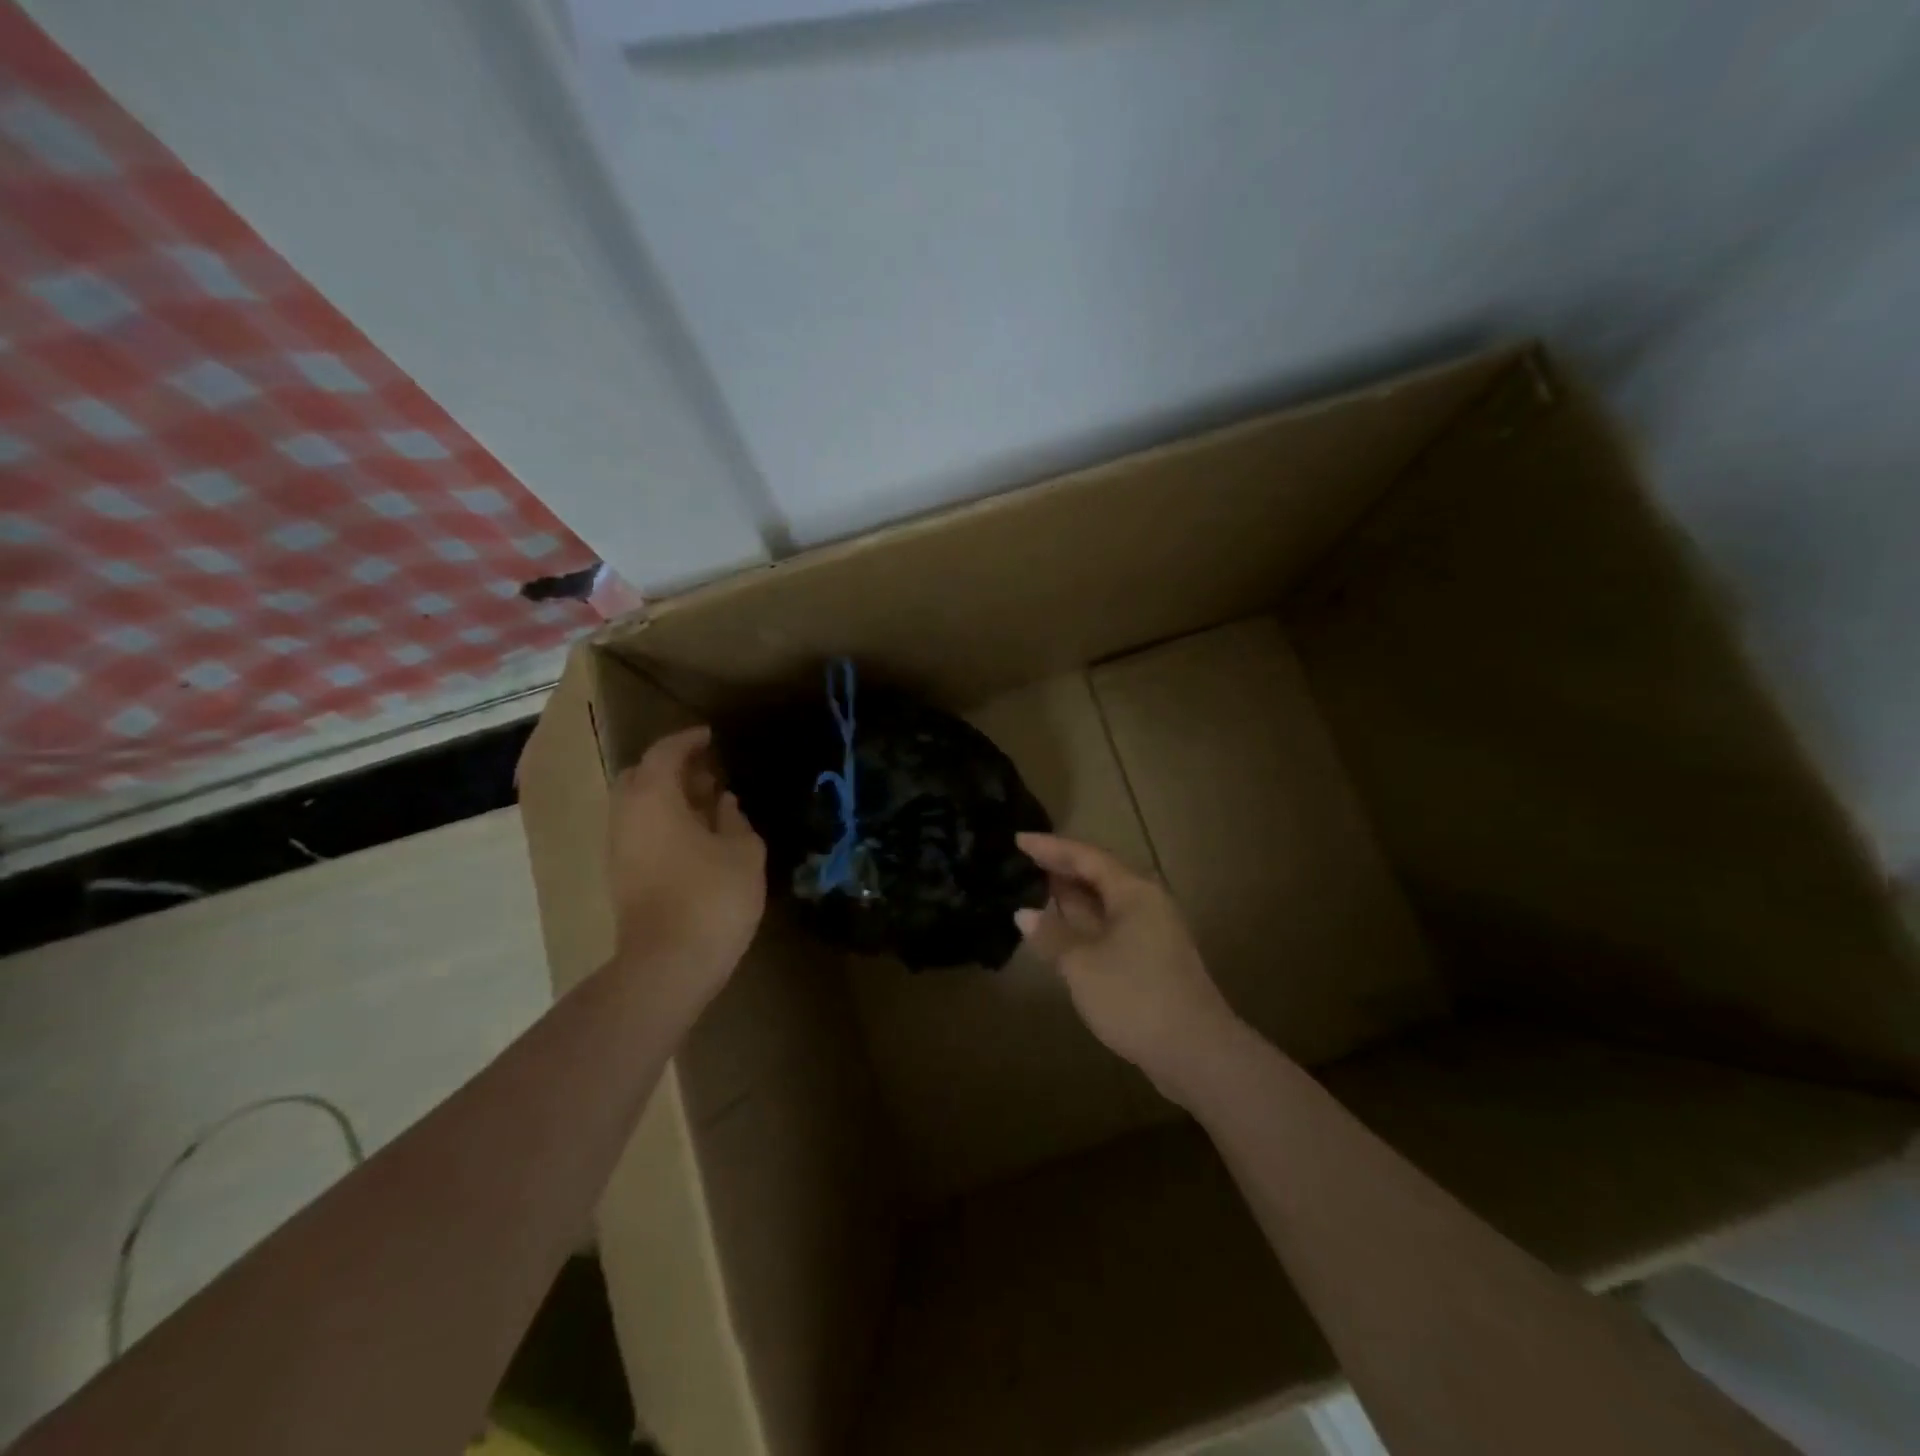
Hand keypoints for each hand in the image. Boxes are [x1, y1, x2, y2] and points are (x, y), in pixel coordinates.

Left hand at [606, 726, 766, 1008]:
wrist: (668, 964)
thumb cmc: (712, 897)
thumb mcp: (744, 852)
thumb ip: (735, 820)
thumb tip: (725, 803)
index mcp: (654, 798)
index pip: (665, 753)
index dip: (689, 740)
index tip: (711, 736)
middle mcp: (626, 815)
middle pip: (640, 776)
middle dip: (671, 767)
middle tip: (708, 772)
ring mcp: (618, 848)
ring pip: (637, 805)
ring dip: (667, 796)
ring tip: (707, 803)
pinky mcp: (621, 875)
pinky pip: (639, 830)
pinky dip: (662, 820)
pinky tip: (695, 836)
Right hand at [1014, 832, 1241, 1103]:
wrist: (1196, 1052)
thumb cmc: (1135, 997)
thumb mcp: (1082, 964)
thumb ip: (1052, 934)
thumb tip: (1023, 913)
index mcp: (1133, 892)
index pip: (1085, 856)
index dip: (1050, 847)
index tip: (1018, 839)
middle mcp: (1146, 903)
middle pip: (1098, 874)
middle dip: (1061, 868)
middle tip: (1023, 862)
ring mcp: (1152, 932)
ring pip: (1105, 902)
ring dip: (1072, 896)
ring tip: (1035, 889)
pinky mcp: (1151, 959)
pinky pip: (1110, 926)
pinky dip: (1084, 922)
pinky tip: (1061, 931)